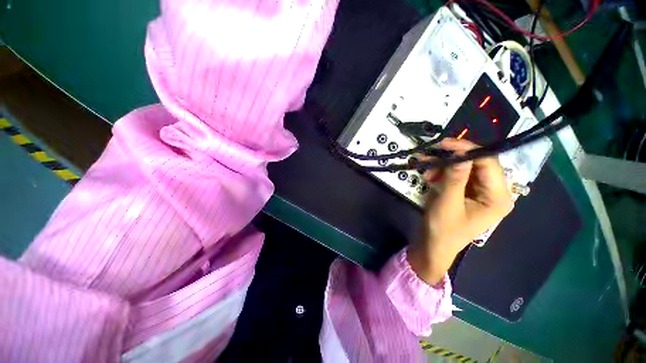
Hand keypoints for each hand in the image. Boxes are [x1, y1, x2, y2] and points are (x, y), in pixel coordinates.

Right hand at [407, 139, 513, 285]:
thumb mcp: (447, 204)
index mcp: (497, 197)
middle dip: (451, 157)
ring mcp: (479, 191)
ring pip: (464, 167)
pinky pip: (456, 175)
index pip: (489, 163)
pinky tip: (428, 176)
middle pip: (477, 163)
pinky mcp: (466, 191)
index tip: (443, 144)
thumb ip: (454, 179)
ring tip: (424, 167)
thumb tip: (460, 152)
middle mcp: (493, 191)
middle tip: (429, 154)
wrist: (433, 245)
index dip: (467, 149)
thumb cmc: (443, 230)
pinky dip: (441, 172)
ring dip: (443, 165)